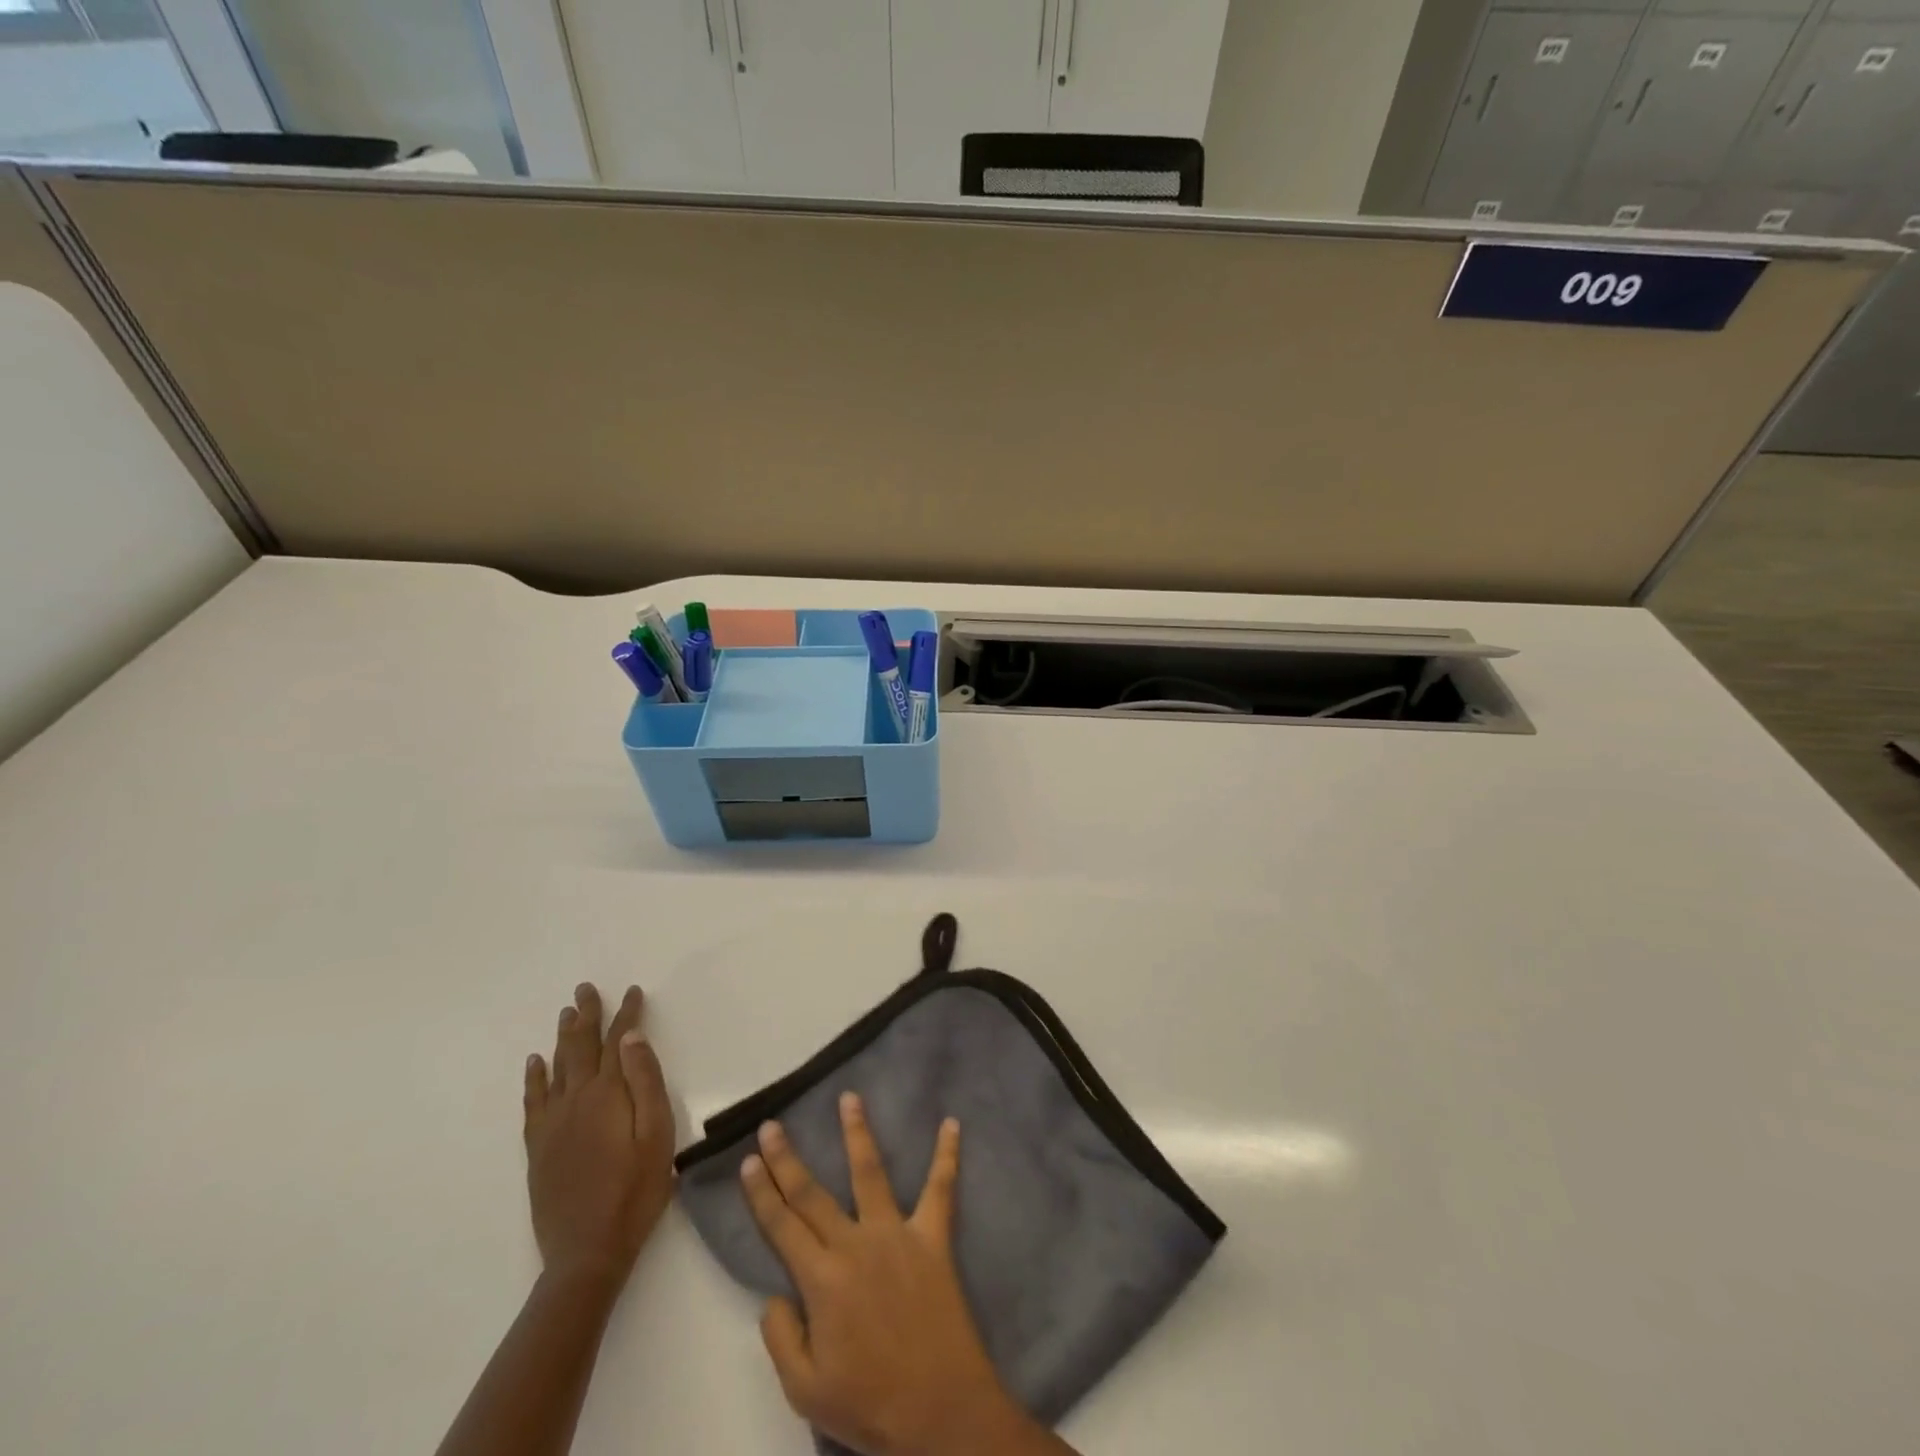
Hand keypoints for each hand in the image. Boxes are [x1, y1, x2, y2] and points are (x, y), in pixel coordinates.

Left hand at [523, 983, 674, 1284]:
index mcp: (608, 1095)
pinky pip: (533, 1101)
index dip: (626, 1014)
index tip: (632, 991)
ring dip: (563, 1037)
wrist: (587, 1252)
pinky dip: (534, 1077)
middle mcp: (575, 1100)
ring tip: (566, 1013)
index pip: (618, 1042)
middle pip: (580, 1047)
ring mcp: (553, 1124)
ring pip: (556, 1067)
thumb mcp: (657, 1135)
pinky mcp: (539, 1147)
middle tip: (586, 989)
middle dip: (586, 1016)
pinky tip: (535, 1063)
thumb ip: (646, 1082)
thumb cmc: (635, 1192)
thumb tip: (632, 1038)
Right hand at [740, 1093, 1039, 1455]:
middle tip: (773, 1125)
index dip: (763, 1193)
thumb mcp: (805, 1390)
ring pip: (871, 1173)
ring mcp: (897, 1234)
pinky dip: (947, 1156)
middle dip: (788, 1159)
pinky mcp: (933, 1238)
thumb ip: (782, 1338)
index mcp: (822, 1280)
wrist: (940, 1411)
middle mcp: (856, 1244)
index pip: (783, 1226)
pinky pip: (941, 1190)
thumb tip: (774, 1294)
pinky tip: (952, 1124)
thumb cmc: (870, 1404)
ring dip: (858, 1133)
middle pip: (813, 1194)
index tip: (749, 1160)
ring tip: (849, 1098)